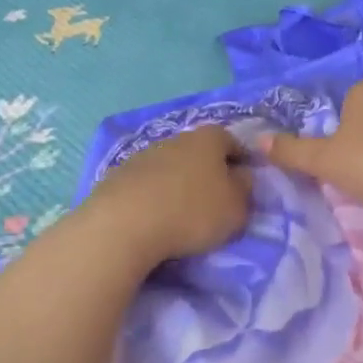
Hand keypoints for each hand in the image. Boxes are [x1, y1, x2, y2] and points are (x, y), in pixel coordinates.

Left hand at [80, 126, 252, 267]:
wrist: (124, 224)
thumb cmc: (192, 212)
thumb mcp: (236, 208)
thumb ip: (245, 189)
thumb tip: (241, 176)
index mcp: (208, 139)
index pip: (232, 141)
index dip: (241, 160)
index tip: (244, 183)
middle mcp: (175, 138)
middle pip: (198, 151)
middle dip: (208, 171)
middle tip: (214, 199)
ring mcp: (143, 155)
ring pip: (170, 166)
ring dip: (178, 183)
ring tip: (181, 211)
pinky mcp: (117, 175)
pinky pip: (146, 183)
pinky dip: (154, 195)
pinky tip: (154, 217)